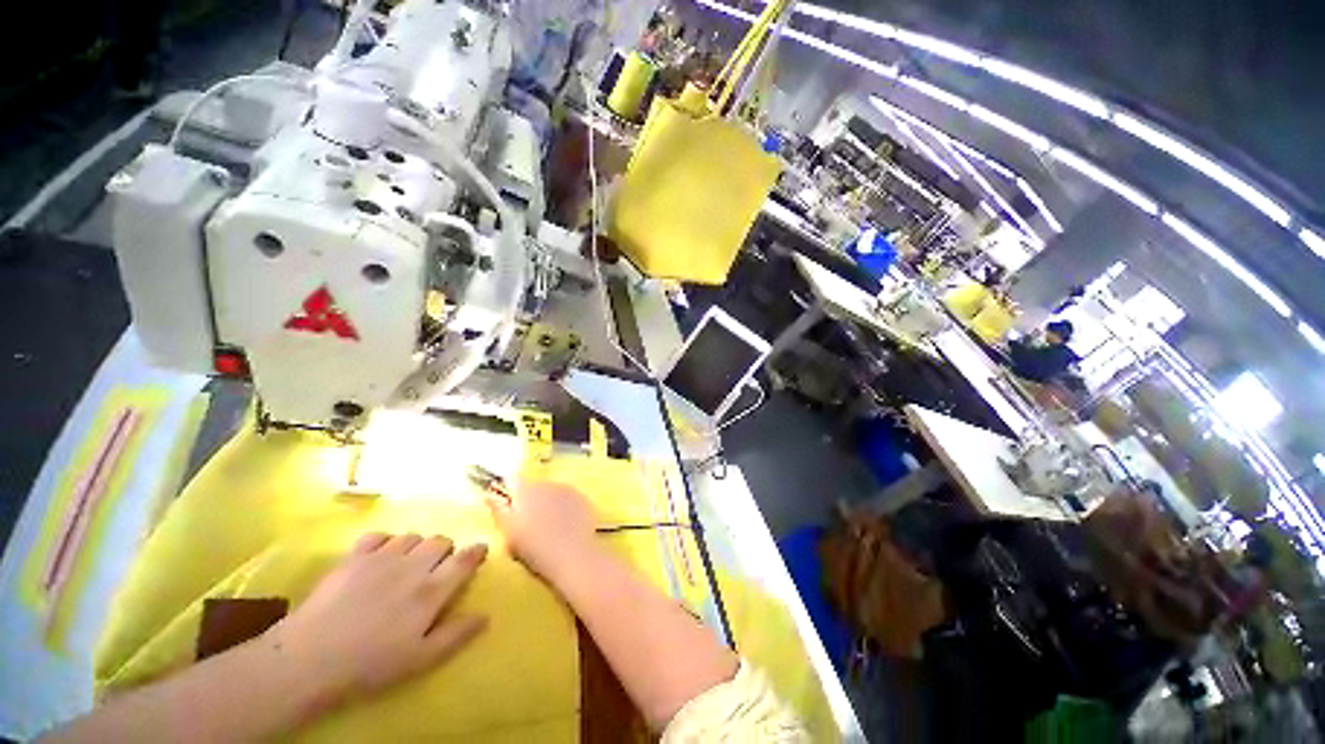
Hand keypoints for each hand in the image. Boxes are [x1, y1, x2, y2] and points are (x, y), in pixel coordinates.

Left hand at [268, 533, 487, 709]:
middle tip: (437, 568)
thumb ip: (455, 635)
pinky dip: (386, 541)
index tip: (480, 551)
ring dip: (417, 546)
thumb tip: (486, 616)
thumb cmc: (369, 665)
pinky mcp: (354, 557)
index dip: (476, 552)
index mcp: (431, 590)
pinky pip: (380, 535)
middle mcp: (412, 566)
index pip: (464, 560)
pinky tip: (380, 557)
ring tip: (408, 563)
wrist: (309, 659)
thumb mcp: (419, 660)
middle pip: (441, 541)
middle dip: (446, 550)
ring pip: (413, 536)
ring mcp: (382, 557)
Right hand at [485, 479, 595, 581]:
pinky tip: (565, 526)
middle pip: (532, 486)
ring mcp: (567, 489)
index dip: (507, 491)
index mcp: (526, 490)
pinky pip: (568, 498)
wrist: (573, 556)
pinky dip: (564, 507)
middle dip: (528, 500)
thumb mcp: (508, 532)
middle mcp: (547, 483)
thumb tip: (489, 494)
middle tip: (527, 524)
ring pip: (551, 492)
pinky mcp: (582, 498)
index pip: (511, 479)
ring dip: (547, 503)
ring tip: (548, 528)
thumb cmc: (535, 548)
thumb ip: (498, 509)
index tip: (506, 505)